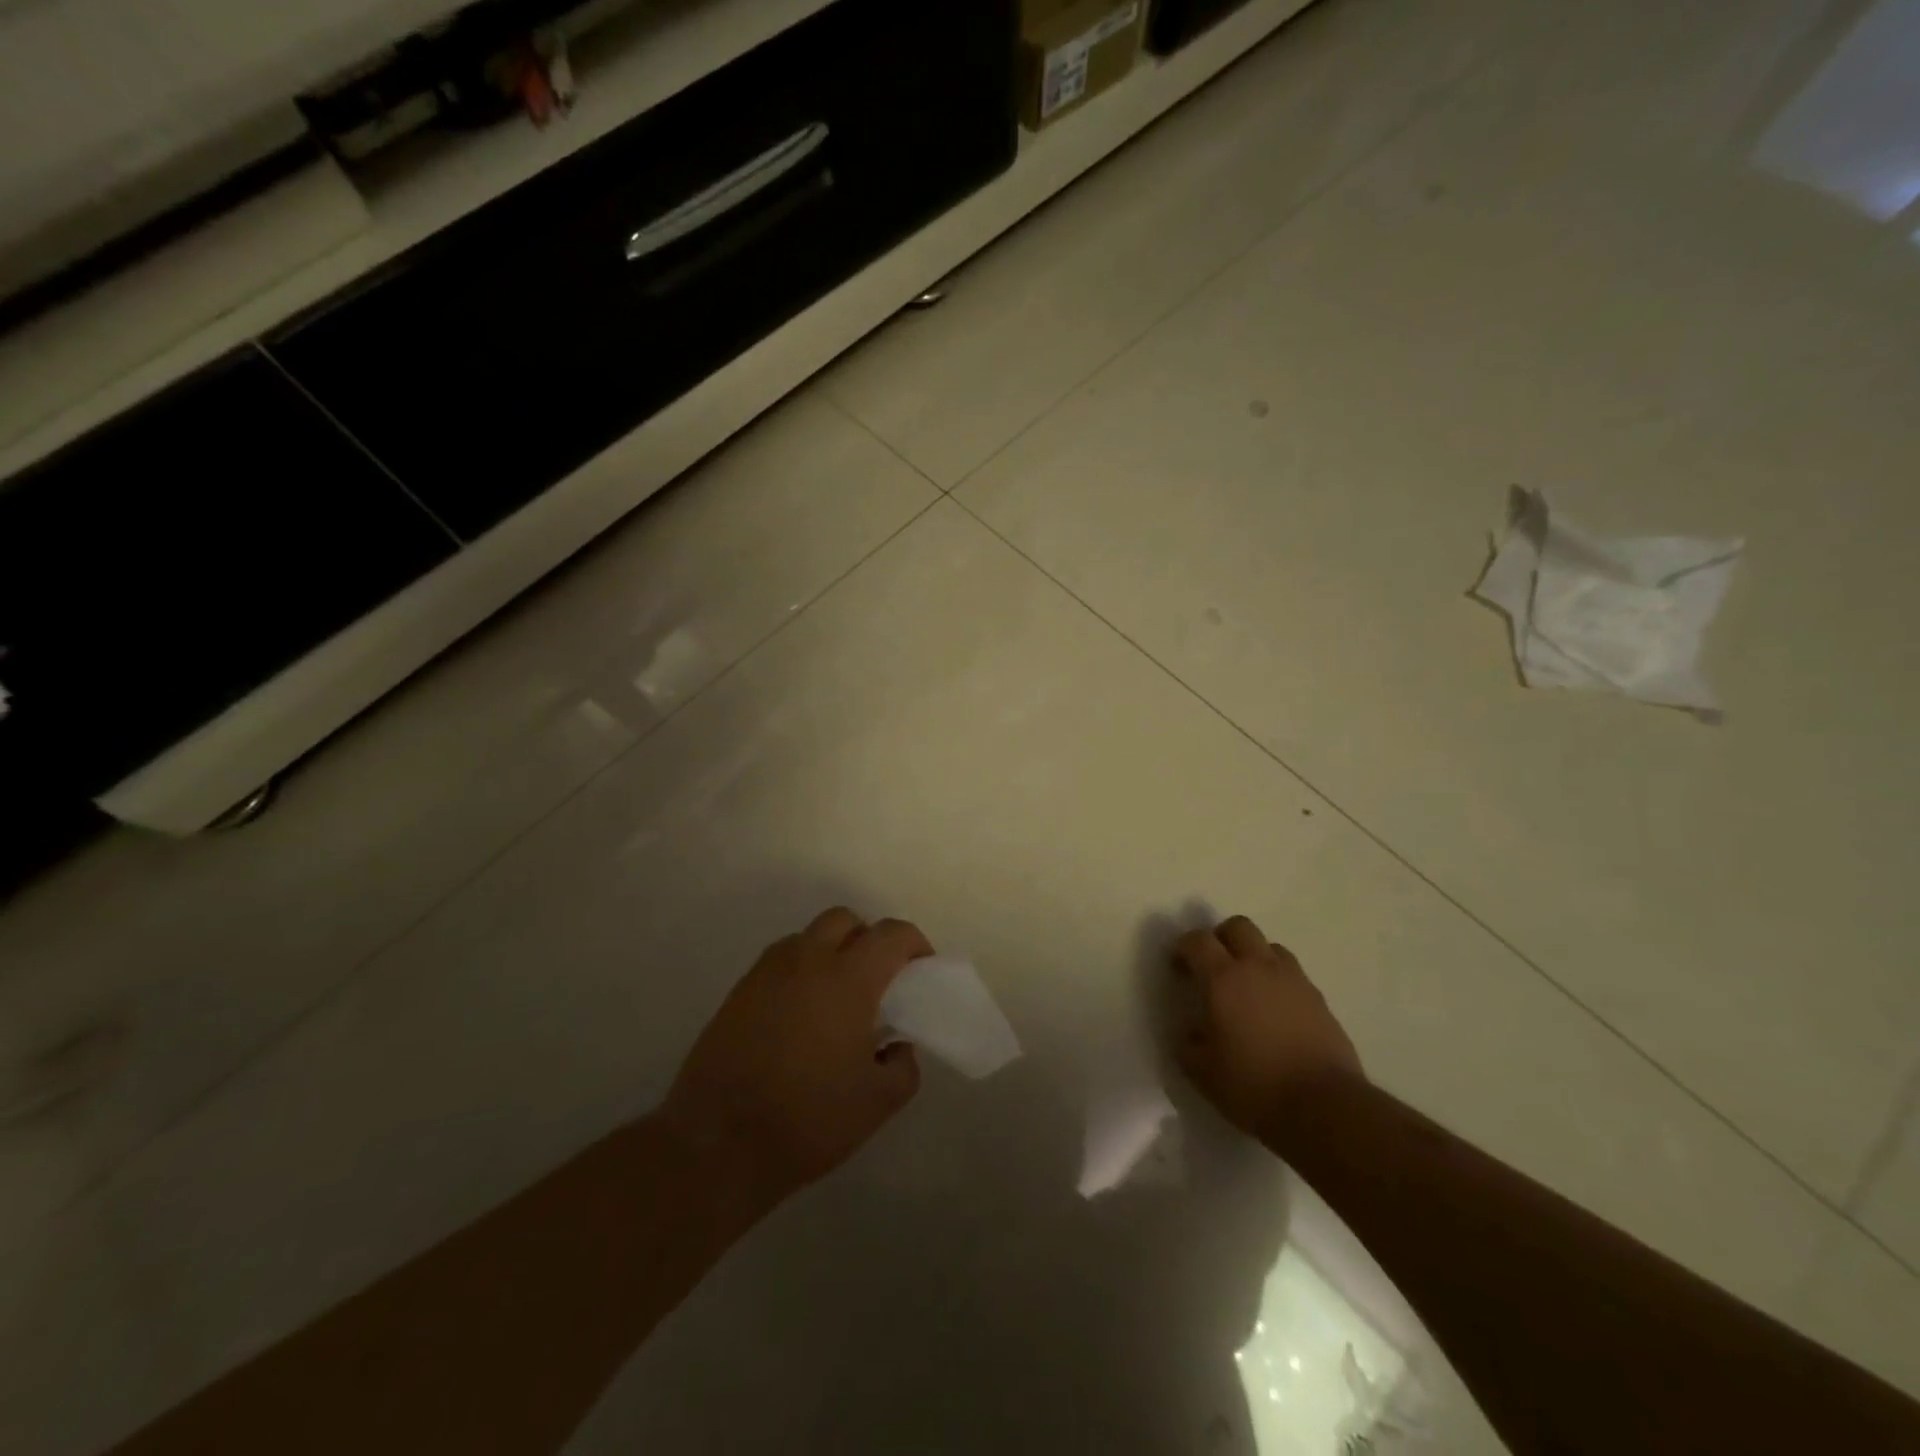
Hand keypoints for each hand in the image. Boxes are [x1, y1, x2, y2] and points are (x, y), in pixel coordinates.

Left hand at [659, 907, 926, 1201]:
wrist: (717, 1143)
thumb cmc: (807, 1119)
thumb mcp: (877, 1103)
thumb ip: (903, 1066)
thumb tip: (897, 1045)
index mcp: (848, 978)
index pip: (891, 934)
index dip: (914, 944)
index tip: (921, 969)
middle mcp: (807, 961)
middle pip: (845, 920)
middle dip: (868, 938)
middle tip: (878, 978)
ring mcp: (767, 972)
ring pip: (808, 937)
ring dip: (831, 951)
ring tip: (837, 997)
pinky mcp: (739, 991)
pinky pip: (780, 962)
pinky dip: (800, 971)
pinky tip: (801, 1015)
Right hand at [1172, 915, 1363, 1142]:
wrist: (1325, 1106)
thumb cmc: (1254, 1086)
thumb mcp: (1203, 1072)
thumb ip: (1189, 1044)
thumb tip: (1192, 1032)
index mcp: (1223, 978)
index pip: (1197, 941)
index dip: (1183, 947)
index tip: (1178, 967)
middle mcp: (1258, 967)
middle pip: (1238, 927)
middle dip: (1220, 938)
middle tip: (1212, 966)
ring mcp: (1293, 980)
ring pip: (1269, 946)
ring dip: (1253, 956)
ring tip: (1248, 986)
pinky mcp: (1319, 999)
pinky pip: (1293, 974)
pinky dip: (1278, 981)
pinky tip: (1275, 1010)